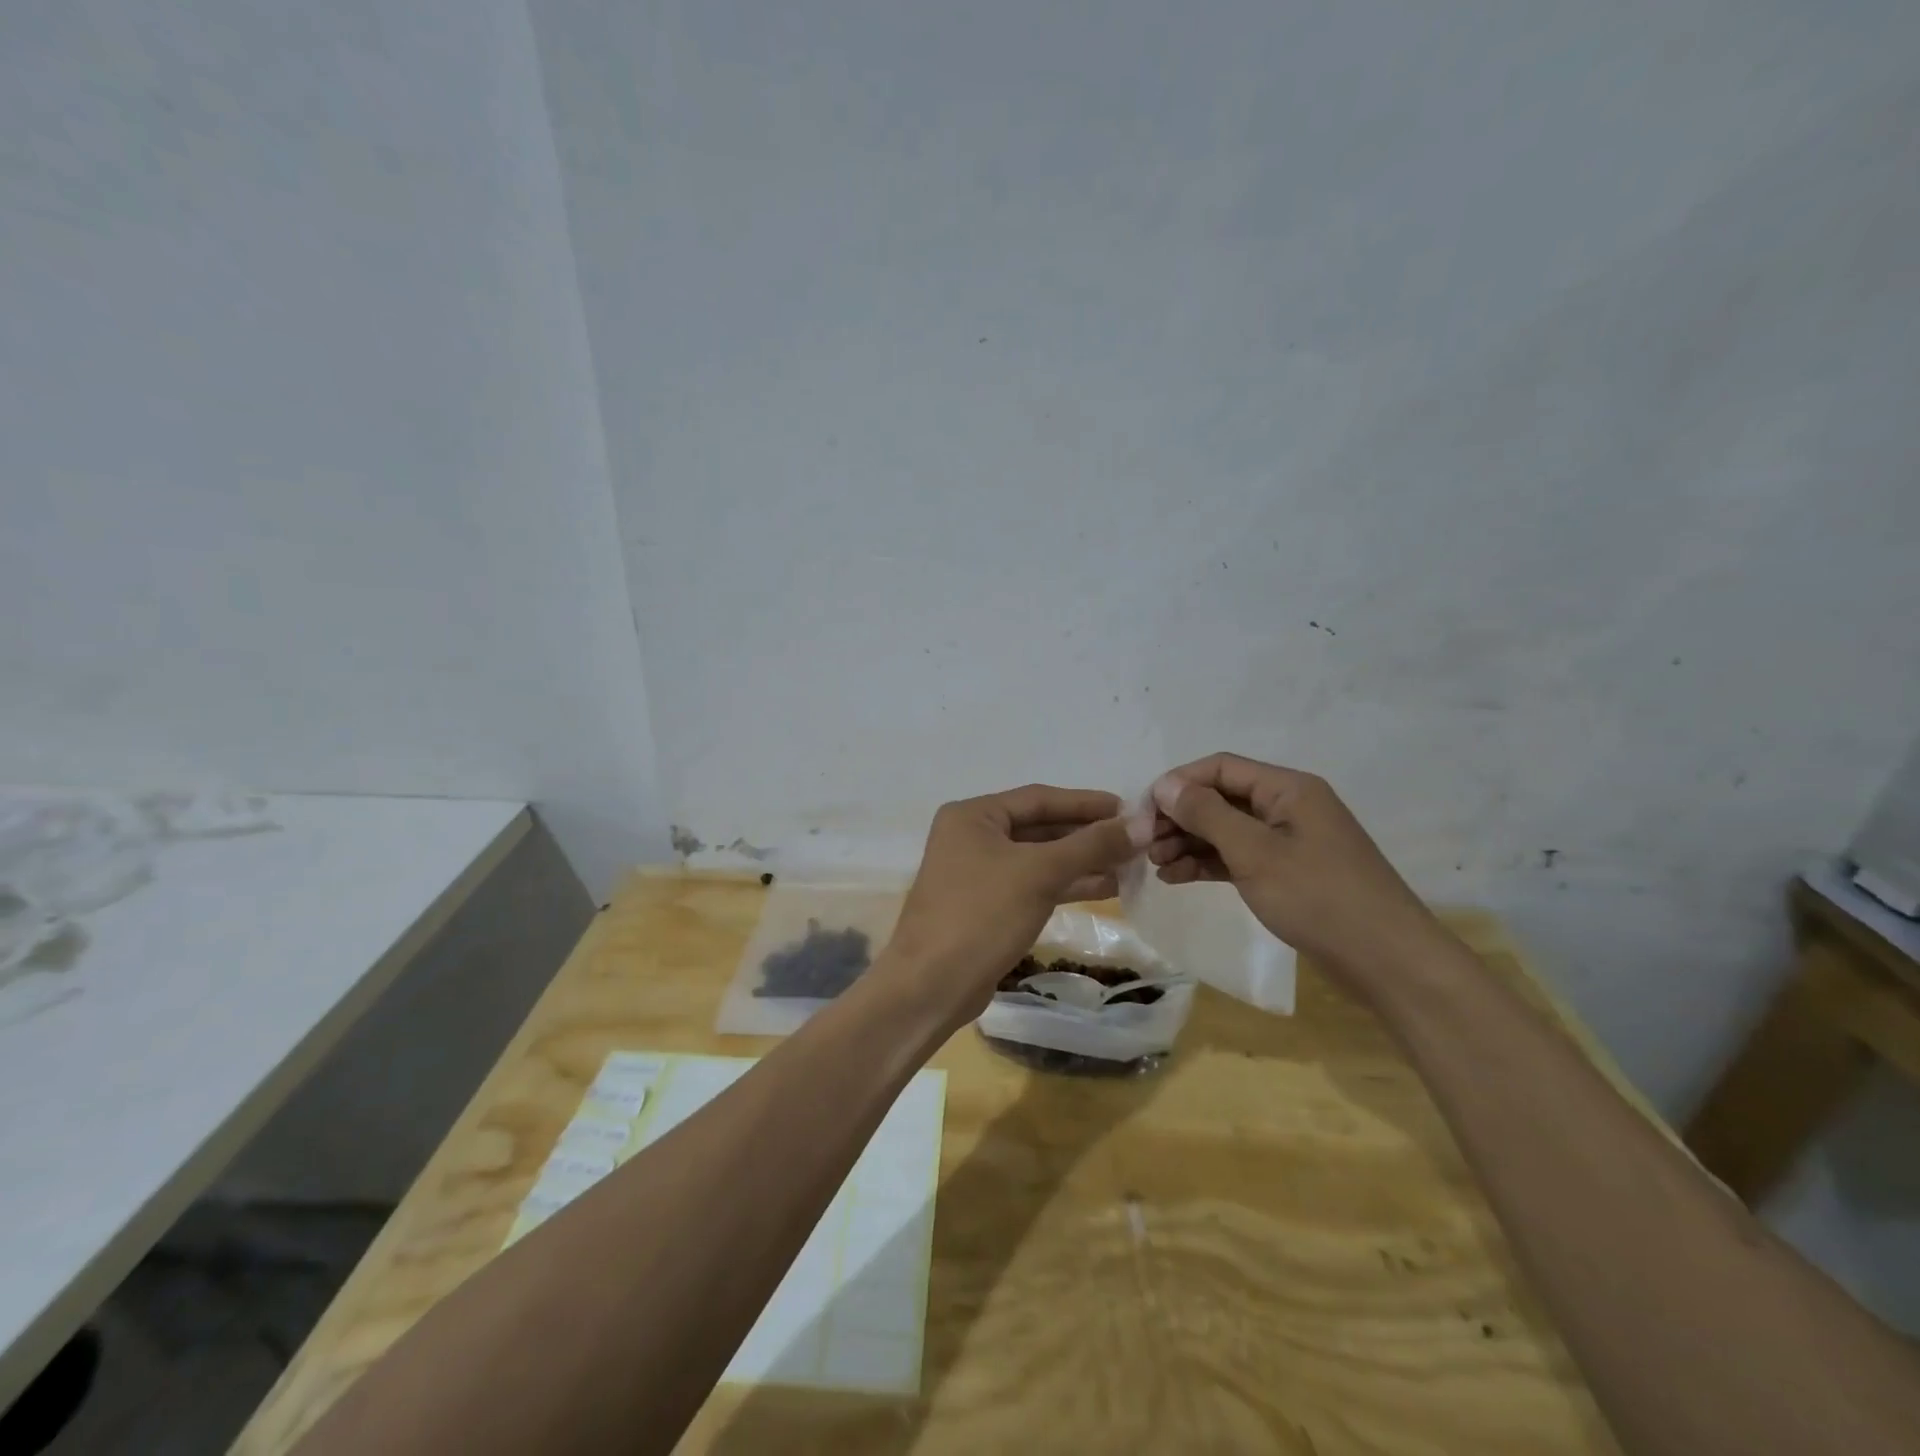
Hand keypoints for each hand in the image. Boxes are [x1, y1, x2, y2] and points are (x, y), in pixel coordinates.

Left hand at [883, 785, 1150, 1026]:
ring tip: (1132, 864)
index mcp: (972, 815)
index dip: (1087, 803)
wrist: (932, 986)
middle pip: (1041, 827)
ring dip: (1083, 861)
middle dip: (1088, 834)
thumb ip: (1091, 845)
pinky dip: (1068, 884)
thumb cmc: (981, 915)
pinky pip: (1035, 884)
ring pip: (1041, 858)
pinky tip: (1107, 887)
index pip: (1039, 798)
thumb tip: (1141, 823)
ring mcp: (979, 873)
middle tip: (1137, 839)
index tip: (1131, 809)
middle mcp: (972, 836)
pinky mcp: (989, 906)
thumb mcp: (1039, 873)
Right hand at [1146, 753, 1444, 992]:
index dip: (1179, 784)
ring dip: (1189, 842)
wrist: (1387, 962)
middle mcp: (1288, 807)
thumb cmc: (1319, 898)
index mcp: (1288, 789)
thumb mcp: (1255, 852)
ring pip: (1226, 830)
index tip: (1144, 812)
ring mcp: (1288, 841)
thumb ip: (1207, 814)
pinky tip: (1177, 877)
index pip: (1220, 768)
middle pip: (1221, 798)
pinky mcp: (1287, 873)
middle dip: (1180, 817)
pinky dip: (1208, 863)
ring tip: (1156, 865)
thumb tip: (1165, 785)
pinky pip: (1238, 856)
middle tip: (1145, 844)